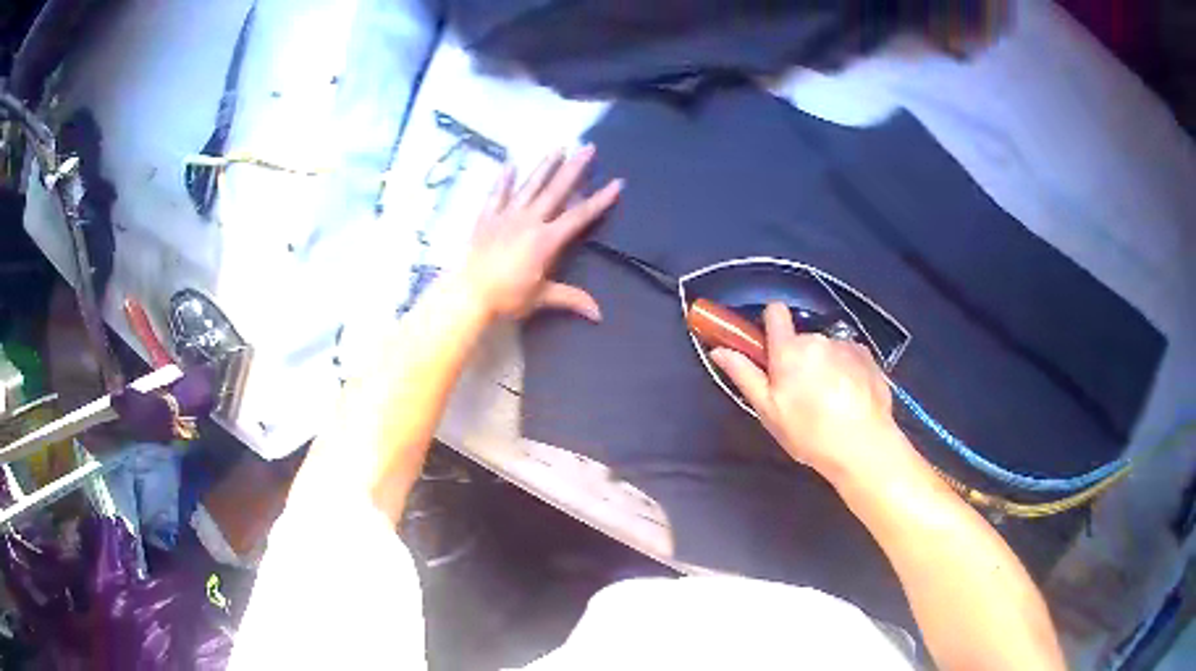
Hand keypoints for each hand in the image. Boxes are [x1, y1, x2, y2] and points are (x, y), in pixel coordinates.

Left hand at [465, 145, 622, 320]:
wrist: (469, 293)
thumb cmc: (507, 296)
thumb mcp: (541, 298)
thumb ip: (571, 299)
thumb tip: (599, 314)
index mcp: (546, 240)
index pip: (579, 216)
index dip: (600, 200)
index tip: (617, 183)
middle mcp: (530, 220)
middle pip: (556, 190)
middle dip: (574, 168)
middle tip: (588, 147)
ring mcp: (507, 216)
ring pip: (530, 185)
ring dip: (545, 165)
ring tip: (558, 147)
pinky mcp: (487, 217)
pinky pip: (497, 194)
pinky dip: (504, 179)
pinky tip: (510, 164)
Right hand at [710, 303, 897, 479]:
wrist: (863, 446)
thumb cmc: (809, 432)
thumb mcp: (769, 411)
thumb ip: (745, 375)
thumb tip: (719, 349)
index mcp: (790, 349)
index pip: (775, 312)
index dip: (770, 325)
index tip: (770, 351)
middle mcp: (818, 339)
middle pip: (802, 339)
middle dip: (799, 358)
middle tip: (801, 394)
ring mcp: (847, 345)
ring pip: (827, 349)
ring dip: (824, 365)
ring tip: (830, 400)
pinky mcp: (869, 356)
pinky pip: (849, 355)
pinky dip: (847, 370)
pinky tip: (851, 398)